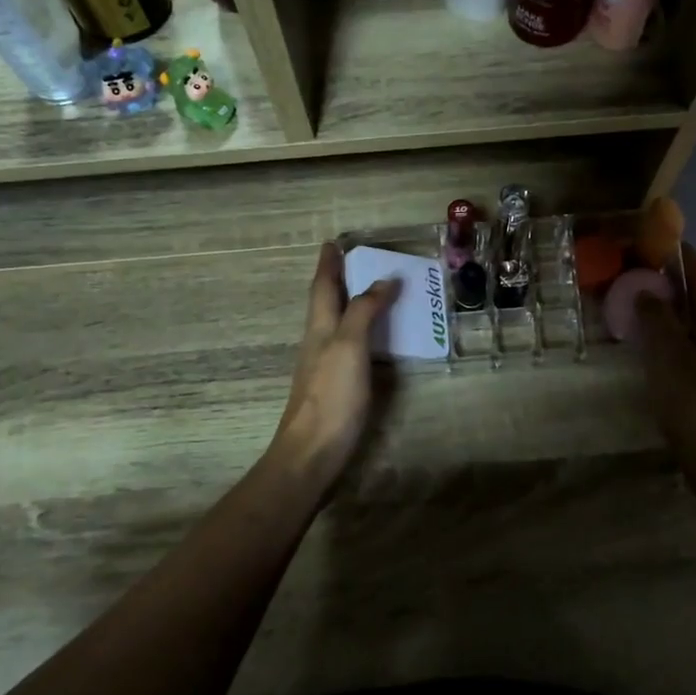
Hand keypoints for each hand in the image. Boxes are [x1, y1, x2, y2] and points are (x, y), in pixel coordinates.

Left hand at [267, 243, 397, 492]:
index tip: (334, 242)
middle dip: (338, 279)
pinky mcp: (336, 386)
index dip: (329, 263)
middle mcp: (319, 341)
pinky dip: (361, 331)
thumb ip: (363, 311)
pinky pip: (349, 345)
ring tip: (371, 291)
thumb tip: (383, 280)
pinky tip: (374, 339)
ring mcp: (325, 365)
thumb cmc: (331, 396)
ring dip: (350, 303)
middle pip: (326, 302)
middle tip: (357, 261)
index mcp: (320, 327)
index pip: (323, 286)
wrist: (312, 452)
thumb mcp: (349, 346)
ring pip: (336, 323)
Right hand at [635, 244, 695, 465]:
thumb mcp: (668, 355)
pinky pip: (690, 341)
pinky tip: (650, 341)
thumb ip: (657, 318)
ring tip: (639, 301)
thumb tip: (648, 290)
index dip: (684, 254)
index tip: (660, 238)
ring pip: (695, 320)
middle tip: (639, 269)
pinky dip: (670, 330)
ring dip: (670, 305)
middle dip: (673, 278)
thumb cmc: (693, 402)